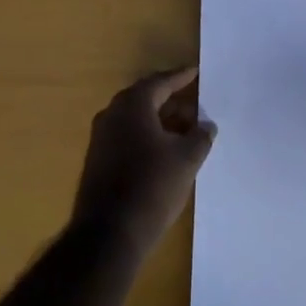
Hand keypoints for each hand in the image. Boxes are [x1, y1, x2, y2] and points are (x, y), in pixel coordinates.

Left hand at [71, 67, 216, 253]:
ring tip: (188, 130)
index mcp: (132, 106)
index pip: (160, 83)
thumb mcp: (186, 159)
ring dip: (162, 121)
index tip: (197, 72)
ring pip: (137, 120)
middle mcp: (112, 115)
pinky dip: (149, 137)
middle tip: (197, 104)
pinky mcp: (99, 161)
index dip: (181, 77)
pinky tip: (167, 152)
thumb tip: (207, 125)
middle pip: (146, 99)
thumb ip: (200, 137)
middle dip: (172, 101)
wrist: (109, 233)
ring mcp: (101, 139)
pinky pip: (128, 137)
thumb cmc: (152, 186)